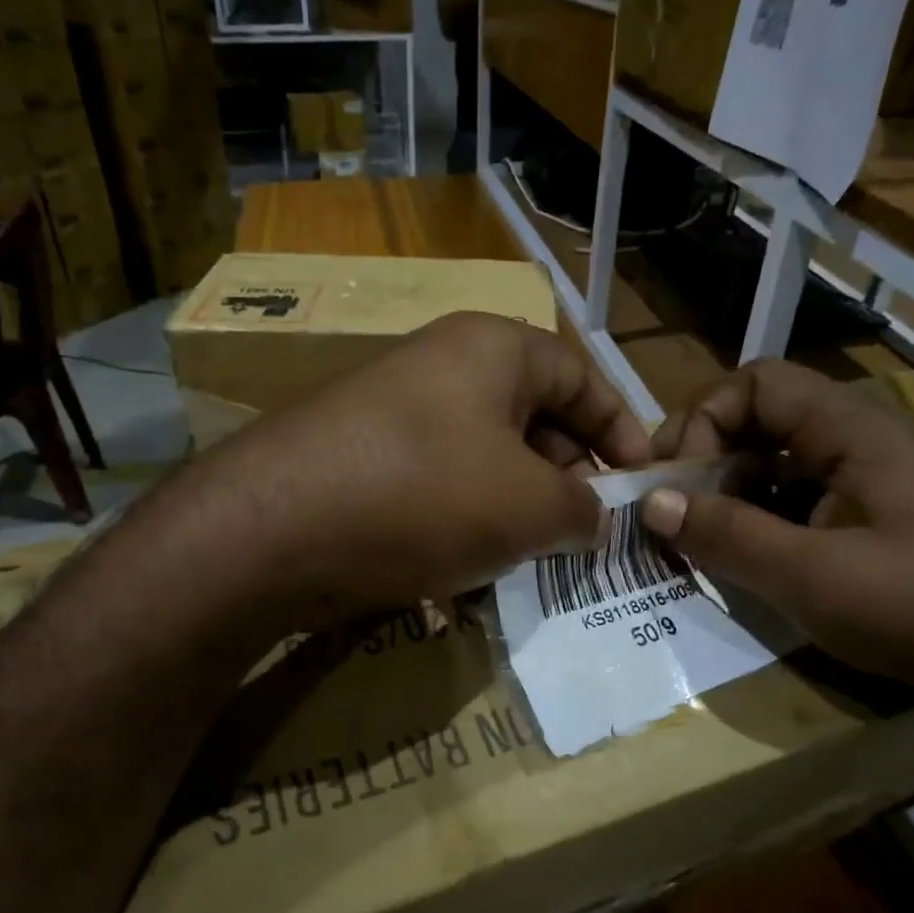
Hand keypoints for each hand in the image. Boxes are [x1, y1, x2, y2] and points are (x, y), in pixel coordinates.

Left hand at [181, 313, 650, 625]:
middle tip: (584, 533)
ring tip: (530, 556)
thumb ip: (581, 508)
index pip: (581, 376)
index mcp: (491, 349)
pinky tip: (465, 563)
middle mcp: (440, 366)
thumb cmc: (424, 495)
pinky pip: (435, 483)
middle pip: (530, 416)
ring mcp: (392, 412)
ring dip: (514, 506)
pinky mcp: (359, 459)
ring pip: (482, 458)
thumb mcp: (528, 505)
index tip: (641, 482)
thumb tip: (592, 517)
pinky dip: (462, 519)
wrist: (272, 529)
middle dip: (566, 475)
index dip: (621, 428)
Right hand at [640, 361, 913, 711]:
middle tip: (669, 506)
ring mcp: (863, 477)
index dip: (704, 420)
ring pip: (771, 457)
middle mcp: (857, 438)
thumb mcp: (811, 577)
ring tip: (692, 534)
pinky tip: (737, 554)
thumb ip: (727, 534)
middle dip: (704, 454)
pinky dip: (752, 514)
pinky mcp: (864, 513)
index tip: (677, 481)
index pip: (755, 383)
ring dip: (724, 488)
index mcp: (853, 430)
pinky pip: (790, 494)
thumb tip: (650, 502)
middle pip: (758, 415)